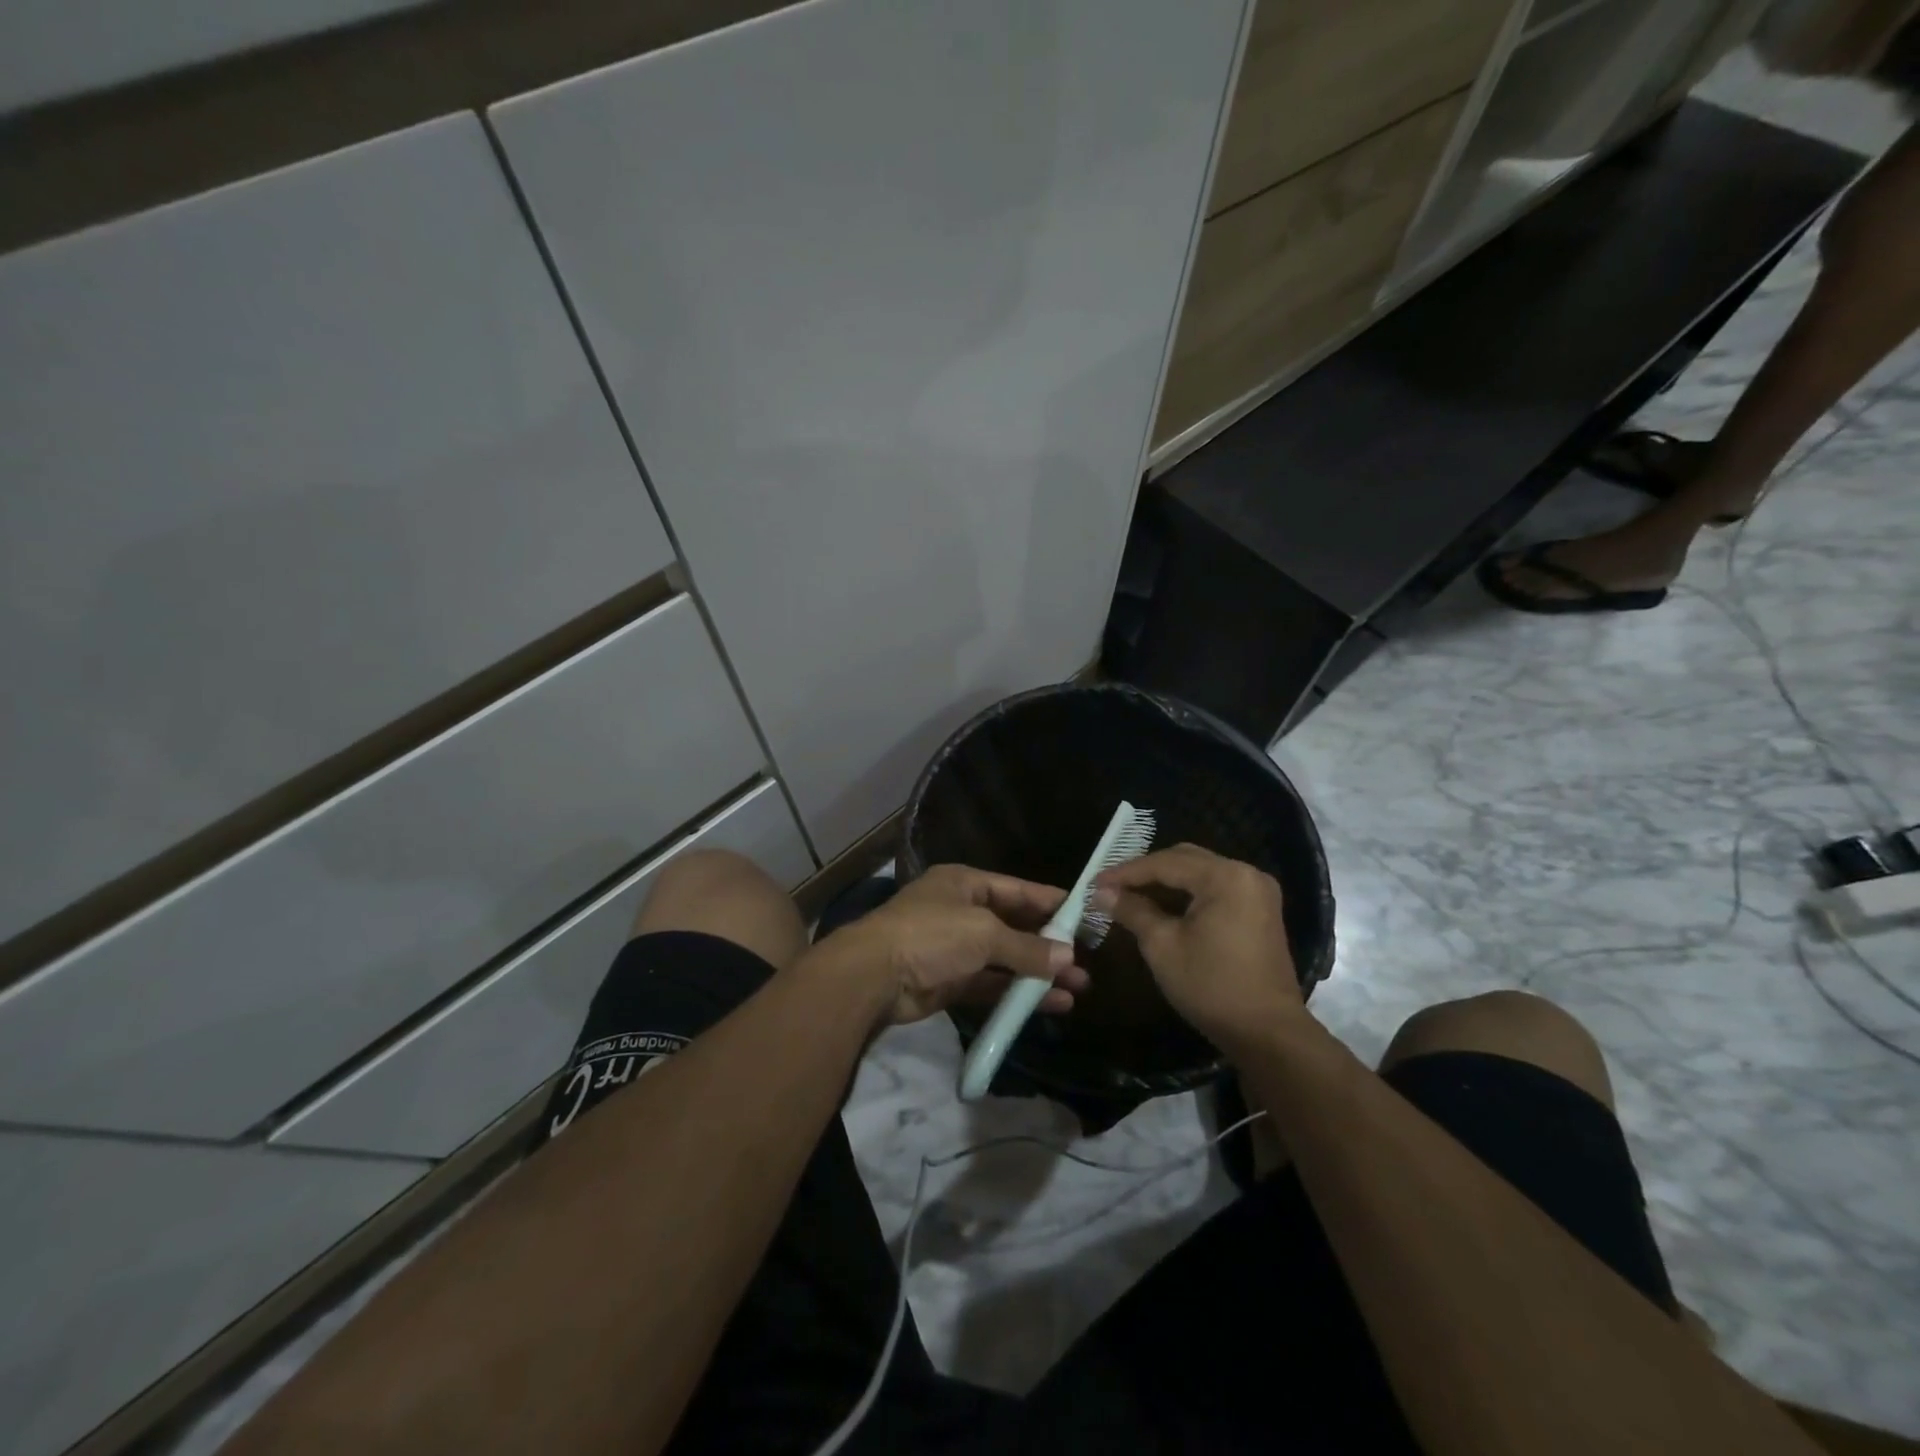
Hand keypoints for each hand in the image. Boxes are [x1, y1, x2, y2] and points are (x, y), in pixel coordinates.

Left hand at [816, 865, 1086, 1026]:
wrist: (873, 976)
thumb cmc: (931, 935)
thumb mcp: (983, 933)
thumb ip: (1026, 947)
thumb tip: (1068, 958)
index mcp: (965, 884)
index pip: (1017, 889)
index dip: (1050, 901)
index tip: (1084, 914)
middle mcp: (961, 912)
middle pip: (1013, 925)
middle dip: (1048, 943)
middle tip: (1086, 959)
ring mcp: (954, 948)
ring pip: (1005, 958)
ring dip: (1038, 972)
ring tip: (1078, 987)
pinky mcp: (950, 982)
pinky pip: (992, 985)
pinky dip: (1018, 993)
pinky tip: (1051, 1004)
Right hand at [1093, 843, 1302, 1052]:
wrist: (1268, 1033)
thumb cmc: (1212, 986)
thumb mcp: (1163, 946)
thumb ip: (1132, 911)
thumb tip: (1102, 893)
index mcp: (1225, 877)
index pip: (1165, 863)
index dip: (1126, 872)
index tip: (1094, 882)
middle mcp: (1246, 873)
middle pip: (1185, 860)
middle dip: (1146, 872)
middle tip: (1112, 887)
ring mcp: (1257, 891)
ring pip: (1200, 873)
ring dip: (1166, 883)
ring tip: (1131, 896)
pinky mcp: (1260, 911)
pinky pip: (1215, 889)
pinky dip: (1188, 894)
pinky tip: (1163, 907)